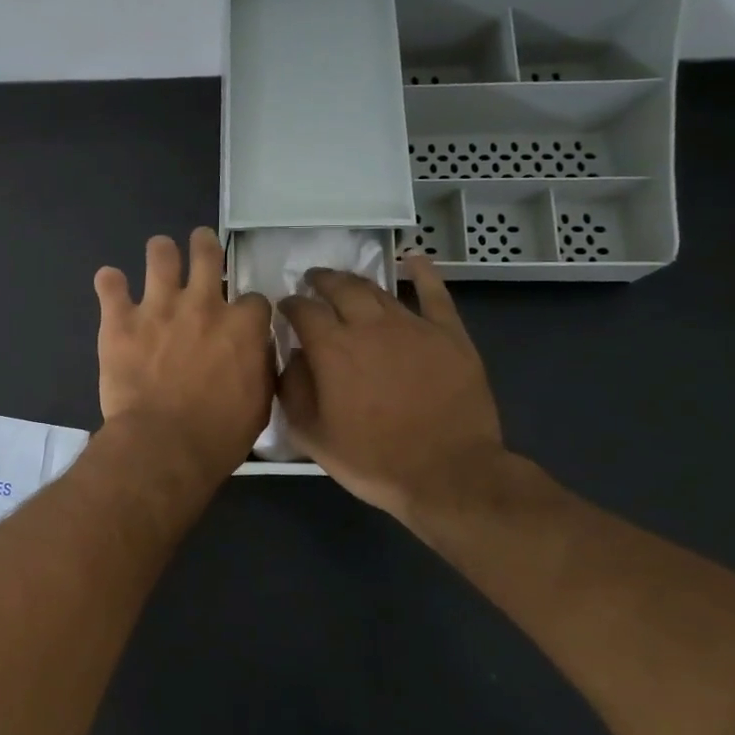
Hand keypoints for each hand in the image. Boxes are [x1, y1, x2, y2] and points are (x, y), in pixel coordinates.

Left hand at [94, 229, 273, 475]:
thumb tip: (255, 351)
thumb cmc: (218, 435)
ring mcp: (158, 308)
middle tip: (200, 244)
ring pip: (160, 253)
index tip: (240, 317)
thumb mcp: (259, 404)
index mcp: (242, 326)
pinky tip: (110, 285)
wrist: (163, 445)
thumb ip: (259, 367)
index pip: (252, 297)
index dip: (247, 307)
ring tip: (159, 255)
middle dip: (205, 244)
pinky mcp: (120, 320)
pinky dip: (110, 283)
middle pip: (207, 253)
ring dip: (161, 252)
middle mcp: (202, 305)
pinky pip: (109, 284)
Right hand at [277, 253, 505, 520]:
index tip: (285, 308)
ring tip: (346, 282)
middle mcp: (369, 326)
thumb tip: (291, 356)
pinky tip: (413, 259)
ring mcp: (412, 327)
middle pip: (340, 288)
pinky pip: (434, 294)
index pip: (303, 310)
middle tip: (312, 281)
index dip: (290, 305)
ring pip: (378, 291)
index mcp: (332, 348)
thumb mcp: (312, 435)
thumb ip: (293, 389)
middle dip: (321, 281)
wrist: (448, 474)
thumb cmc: (373, 459)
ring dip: (356, 282)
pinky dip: (422, 272)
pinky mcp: (449, 335)